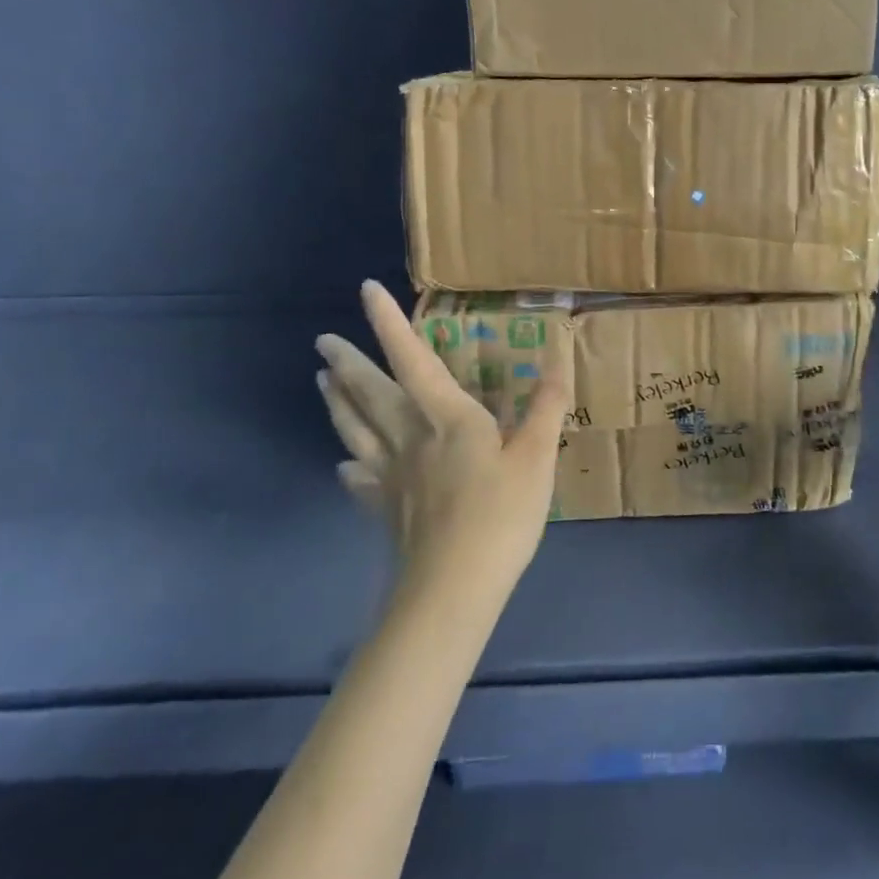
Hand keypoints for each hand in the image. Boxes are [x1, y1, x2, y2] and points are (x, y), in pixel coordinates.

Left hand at [315, 281, 571, 600]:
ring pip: (355, 429)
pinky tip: (343, 464)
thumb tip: (557, 358)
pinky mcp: (384, 509)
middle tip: (322, 341)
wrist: (452, 588)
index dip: (389, 324)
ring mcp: (390, 476)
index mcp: (447, 418)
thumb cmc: (500, 516)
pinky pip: (359, 480)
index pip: (412, 360)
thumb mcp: (538, 457)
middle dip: (346, 363)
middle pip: (369, 393)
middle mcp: (409, 438)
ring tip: (321, 381)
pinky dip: (349, 465)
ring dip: (337, 402)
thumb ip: (546, 407)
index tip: (366, 290)